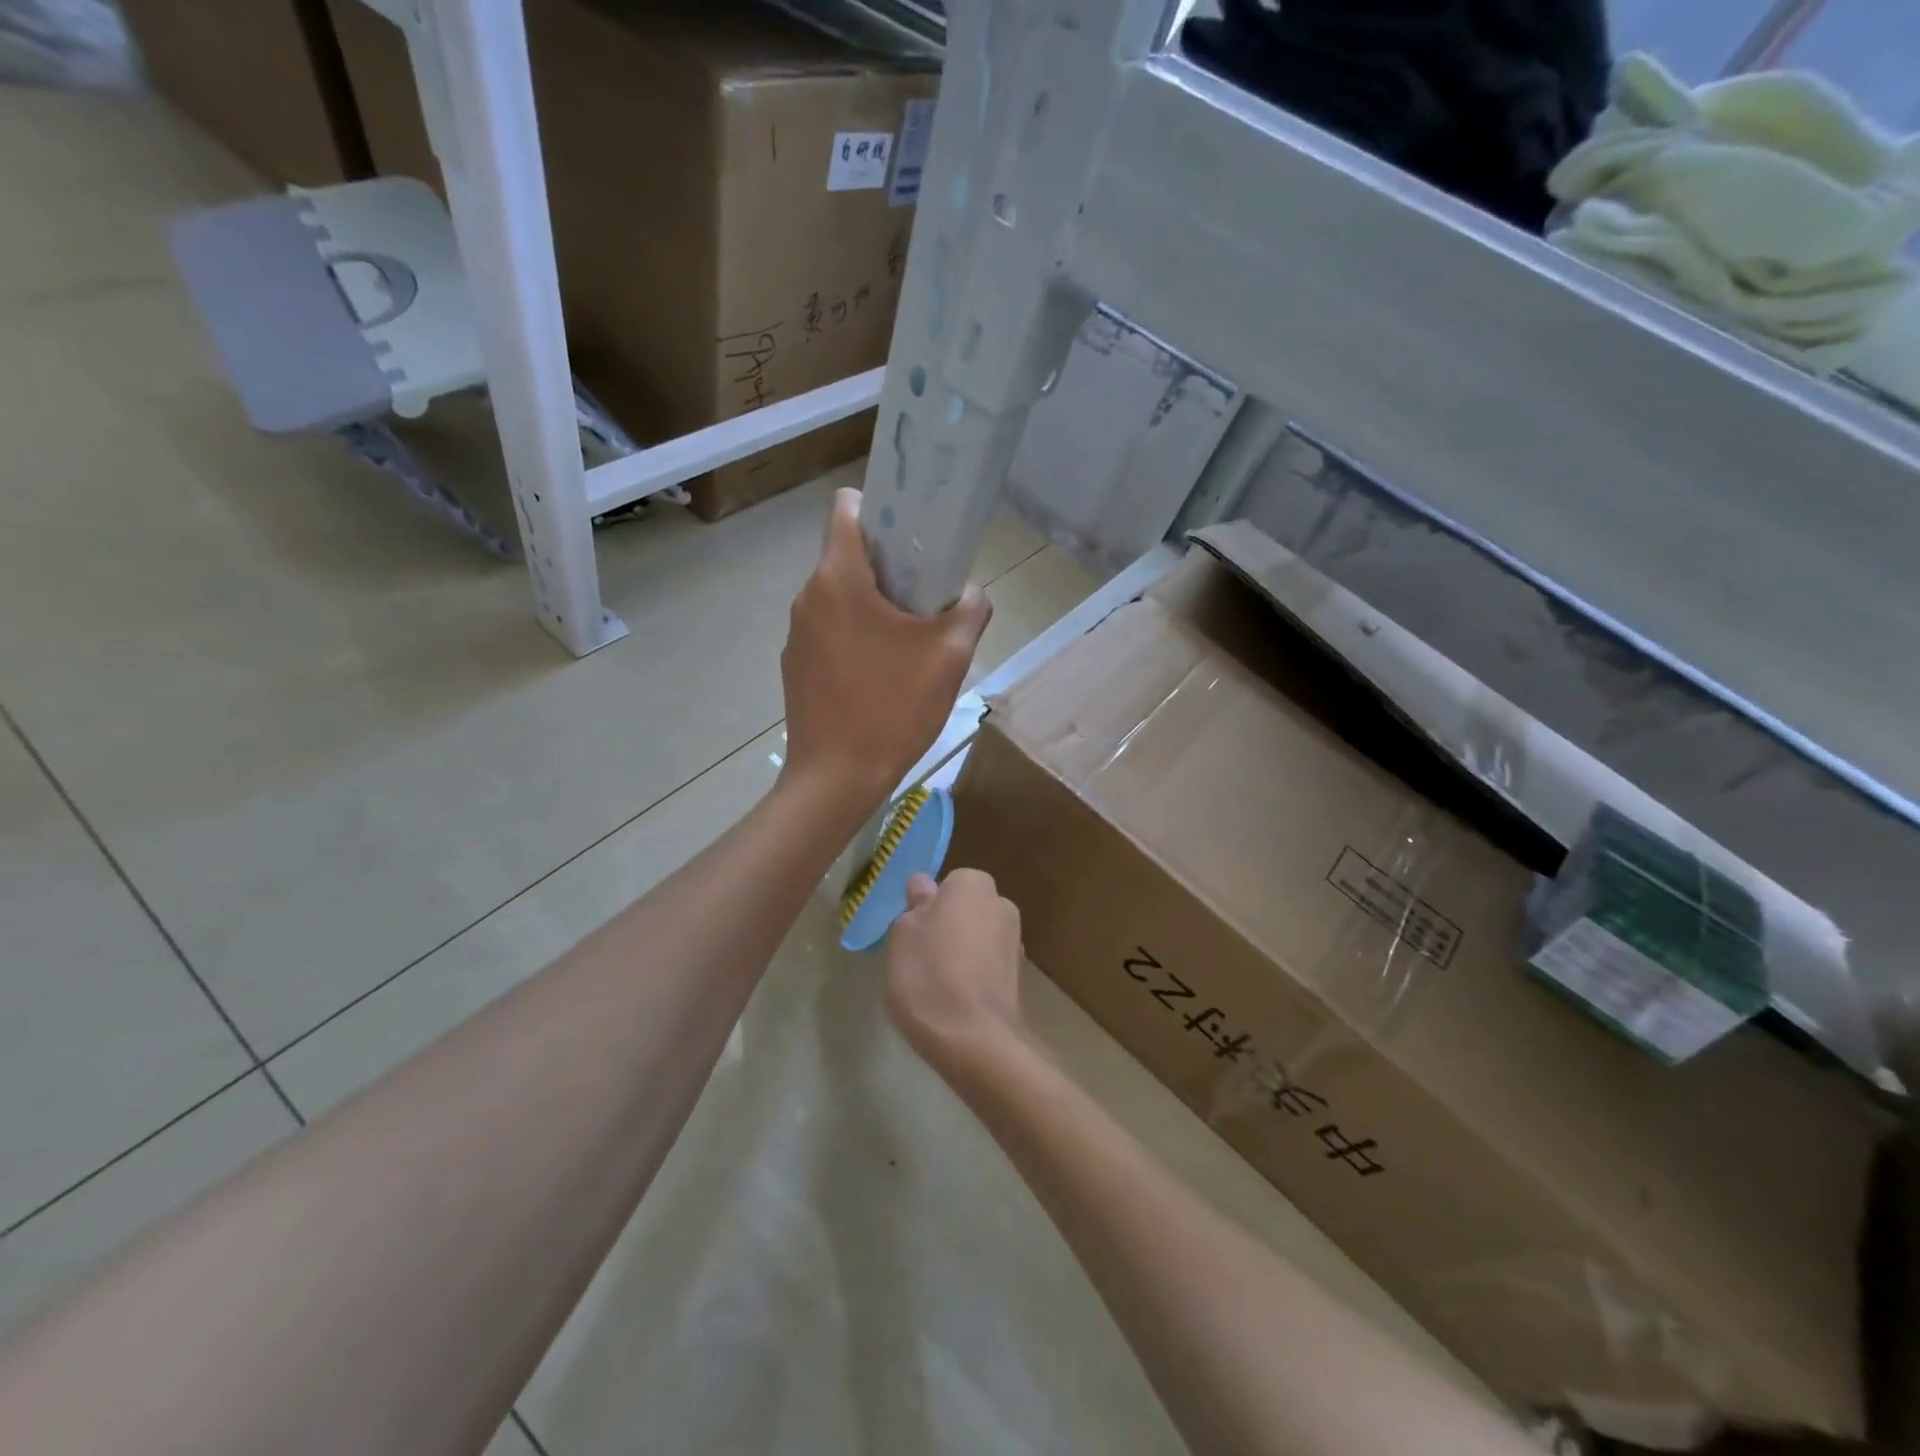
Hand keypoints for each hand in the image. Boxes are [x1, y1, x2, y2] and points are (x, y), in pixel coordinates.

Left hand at [782, 487, 990, 800]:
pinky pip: (829, 631)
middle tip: (927, 597)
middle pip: (848, 555)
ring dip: (873, 605)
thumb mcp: (950, 656)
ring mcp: (796, 634)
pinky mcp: (795, 666)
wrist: (837, 778)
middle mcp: (808, 596)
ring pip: (839, 596)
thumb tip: (971, 593)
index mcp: (839, 578)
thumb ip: (970, 610)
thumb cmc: (893, 708)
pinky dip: (855, 637)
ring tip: (908, 641)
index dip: (882, 508)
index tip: (914, 535)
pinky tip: (881, 674)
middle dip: (888, 566)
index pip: (846, 507)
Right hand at [884, 870, 1026, 1074]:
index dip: (928, 908)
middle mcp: (1002, 905)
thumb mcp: (902, 934)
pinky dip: (975, 979)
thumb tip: (924, 885)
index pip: (948, 884)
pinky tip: (956, 1004)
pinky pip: (989, 969)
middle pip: (967, 911)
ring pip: (979, 940)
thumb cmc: (928, 975)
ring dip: (963, 955)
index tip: (911, 933)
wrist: (975, 1039)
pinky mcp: (1022, 980)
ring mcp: (1016, 943)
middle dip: (949, 928)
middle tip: (920, 959)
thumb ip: (915, 907)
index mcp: (973, 884)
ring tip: (936, 988)